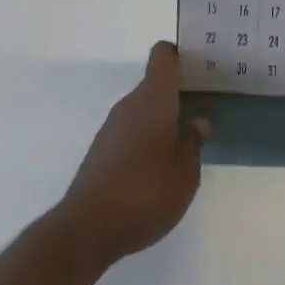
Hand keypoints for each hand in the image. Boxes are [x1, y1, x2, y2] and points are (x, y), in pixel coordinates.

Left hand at [53, 43, 208, 268]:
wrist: (86, 229)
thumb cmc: (145, 192)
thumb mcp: (185, 174)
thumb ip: (193, 143)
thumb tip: (196, 122)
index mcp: (153, 97)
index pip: (163, 55)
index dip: (179, 55)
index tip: (196, 69)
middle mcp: (130, 104)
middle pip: (153, 85)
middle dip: (175, 97)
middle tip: (198, 115)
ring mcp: (111, 128)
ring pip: (141, 112)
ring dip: (159, 124)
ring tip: (179, 150)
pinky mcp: (99, 153)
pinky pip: (127, 135)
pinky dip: (142, 144)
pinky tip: (152, 174)